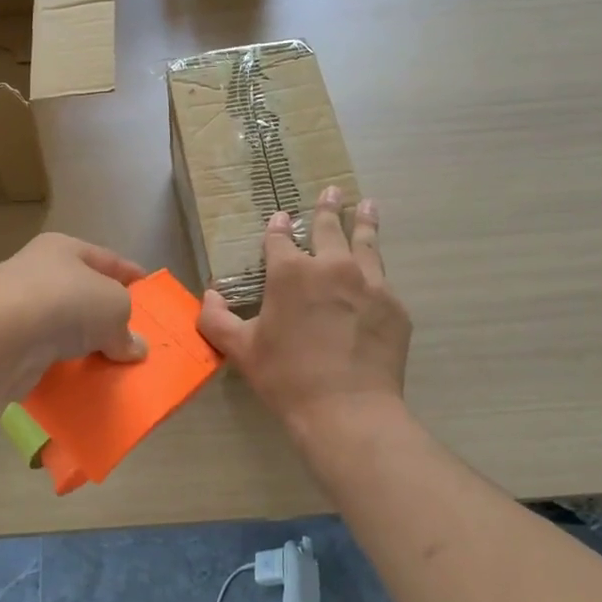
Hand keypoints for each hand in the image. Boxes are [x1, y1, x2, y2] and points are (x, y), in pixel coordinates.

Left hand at [0, 233, 147, 399]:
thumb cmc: (64, 302)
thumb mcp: (114, 307)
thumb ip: (127, 327)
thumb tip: (135, 347)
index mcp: (63, 249)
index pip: (107, 259)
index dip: (131, 276)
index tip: (150, 294)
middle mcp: (37, 272)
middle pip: (82, 292)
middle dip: (107, 315)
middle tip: (133, 338)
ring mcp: (18, 308)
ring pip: (62, 326)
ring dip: (83, 344)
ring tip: (111, 365)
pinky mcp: (6, 344)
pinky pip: (45, 355)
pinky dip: (62, 366)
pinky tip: (80, 380)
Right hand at [198, 188, 411, 443]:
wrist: (347, 409)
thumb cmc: (286, 377)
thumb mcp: (241, 350)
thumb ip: (216, 319)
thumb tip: (207, 297)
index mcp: (290, 272)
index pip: (280, 238)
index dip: (278, 227)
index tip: (281, 218)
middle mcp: (332, 266)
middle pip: (329, 227)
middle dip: (327, 208)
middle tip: (332, 191)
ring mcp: (369, 283)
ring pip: (366, 242)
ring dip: (364, 222)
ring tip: (367, 205)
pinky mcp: (394, 305)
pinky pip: (383, 280)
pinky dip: (376, 272)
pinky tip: (376, 274)